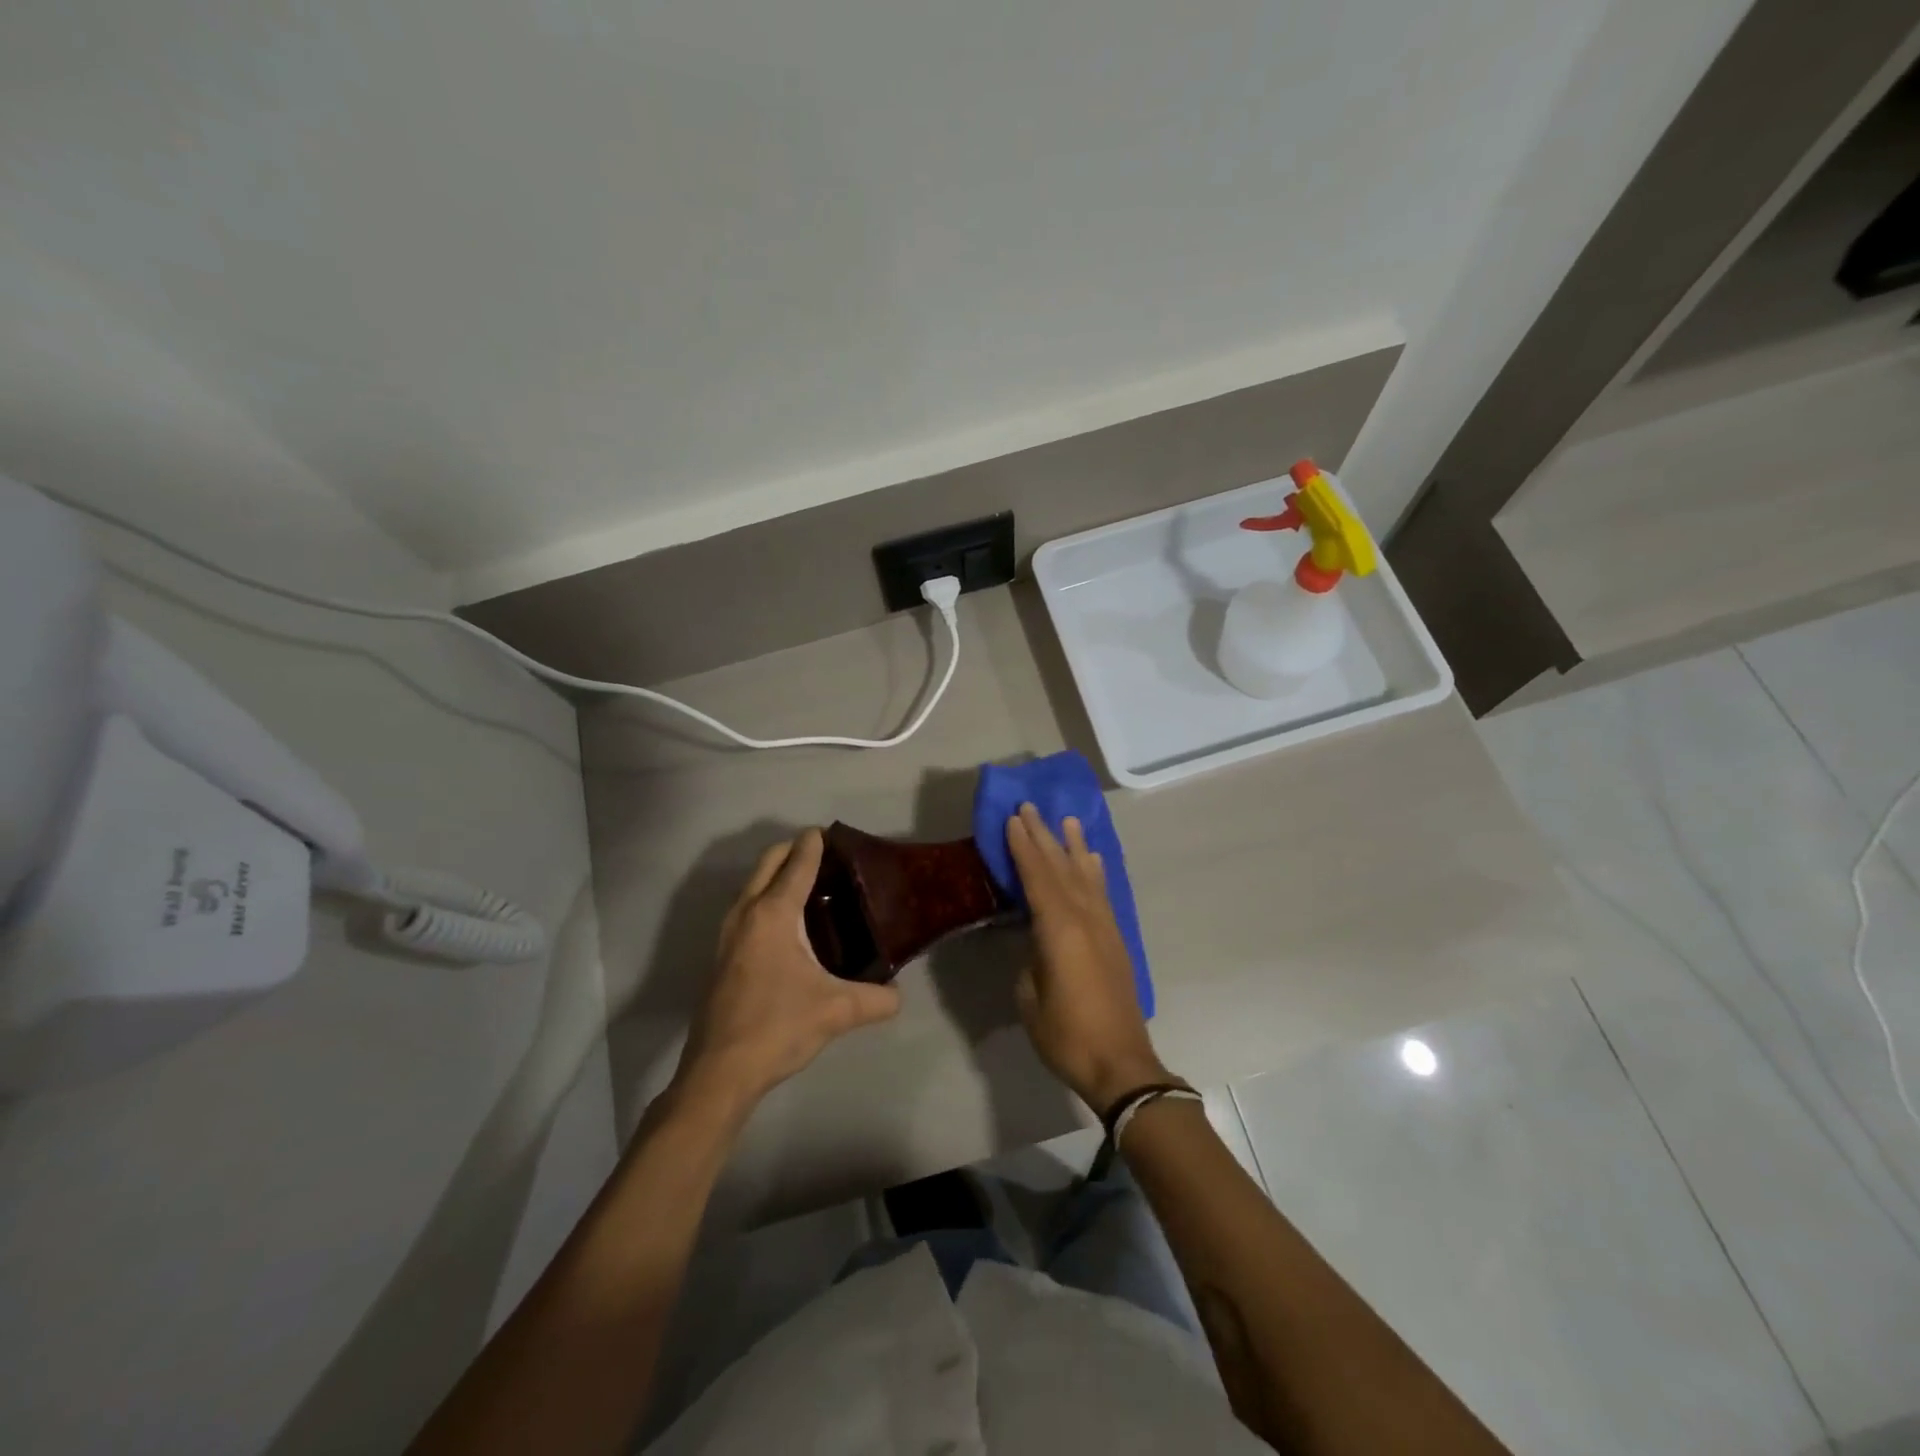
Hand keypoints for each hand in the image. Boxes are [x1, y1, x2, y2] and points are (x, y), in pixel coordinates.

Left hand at [673, 830, 901, 1118]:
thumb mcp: (837, 1011)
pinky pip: (748, 906)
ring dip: (778, 873)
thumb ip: (876, 999)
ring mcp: (729, 932)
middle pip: (769, 861)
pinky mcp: (723, 953)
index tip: (832, 832)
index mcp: (774, 913)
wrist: (720, 1071)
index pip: (797, 862)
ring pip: (754, 883)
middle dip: (794, 849)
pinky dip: (768, 896)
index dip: (815, 843)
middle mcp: (747, 912)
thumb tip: (898, 996)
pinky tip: (791, 925)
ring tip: (813, 887)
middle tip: (828, 858)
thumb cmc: (778, 1027)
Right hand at [1005, 803, 1173, 1110]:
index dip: (1023, 847)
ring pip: (1086, 876)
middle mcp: (1085, 919)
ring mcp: (1105, 928)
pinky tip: (1092, 861)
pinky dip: (1095, 872)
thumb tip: (1036, 944)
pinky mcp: (1116, 940)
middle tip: (1031, 807)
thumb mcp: (1030, 998)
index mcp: (1059, 930)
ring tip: (1068, 820)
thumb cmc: (1067, 1035)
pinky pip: (1102, 894)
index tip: (1013, 819)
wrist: (1122, 1064)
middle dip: (1045, 836)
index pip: (1037, 877)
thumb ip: (1031, 961)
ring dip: (1074, 847)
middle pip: (1061, 868)